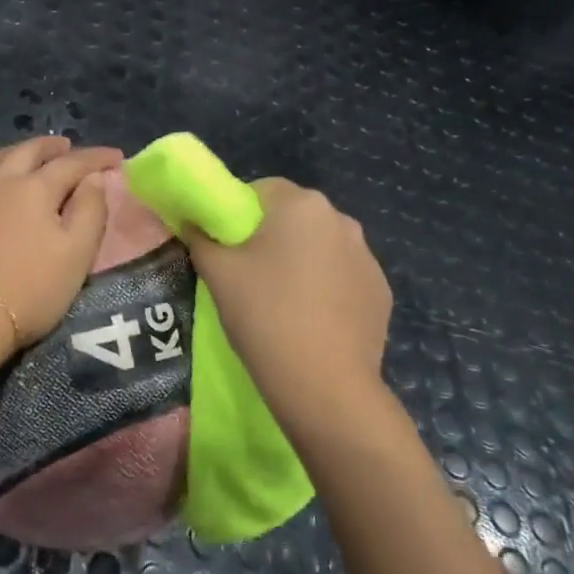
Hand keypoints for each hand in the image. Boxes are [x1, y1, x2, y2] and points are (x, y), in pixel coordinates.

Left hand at [0, 137, 121, 361]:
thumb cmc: (30, 289)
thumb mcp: (77, 254)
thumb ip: (90, 211)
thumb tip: (94, 178)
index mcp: (34, 188)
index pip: (72, 163)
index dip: (96, 158)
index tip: (116, 157)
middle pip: (27, 152)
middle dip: (52, 147)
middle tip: (67, 146)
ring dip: (15, 153)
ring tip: (26, 155)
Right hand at [181, 178, 396, 438]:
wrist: (324, 384)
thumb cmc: (264, 315)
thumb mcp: (217, 273)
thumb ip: (200, 237)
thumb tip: (192, 223)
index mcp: (301, 205)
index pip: (261, 189)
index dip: (236, 214)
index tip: (224, 247)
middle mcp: (341, 220)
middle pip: (293, 217)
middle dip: (269, 237)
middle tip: (246, 275)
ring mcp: (368, 257)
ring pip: (320, 247)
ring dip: (300, 261)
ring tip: (279, 303)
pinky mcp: (381, 292)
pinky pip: (342, 277)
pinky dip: (324, 288)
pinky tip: (309, 320)